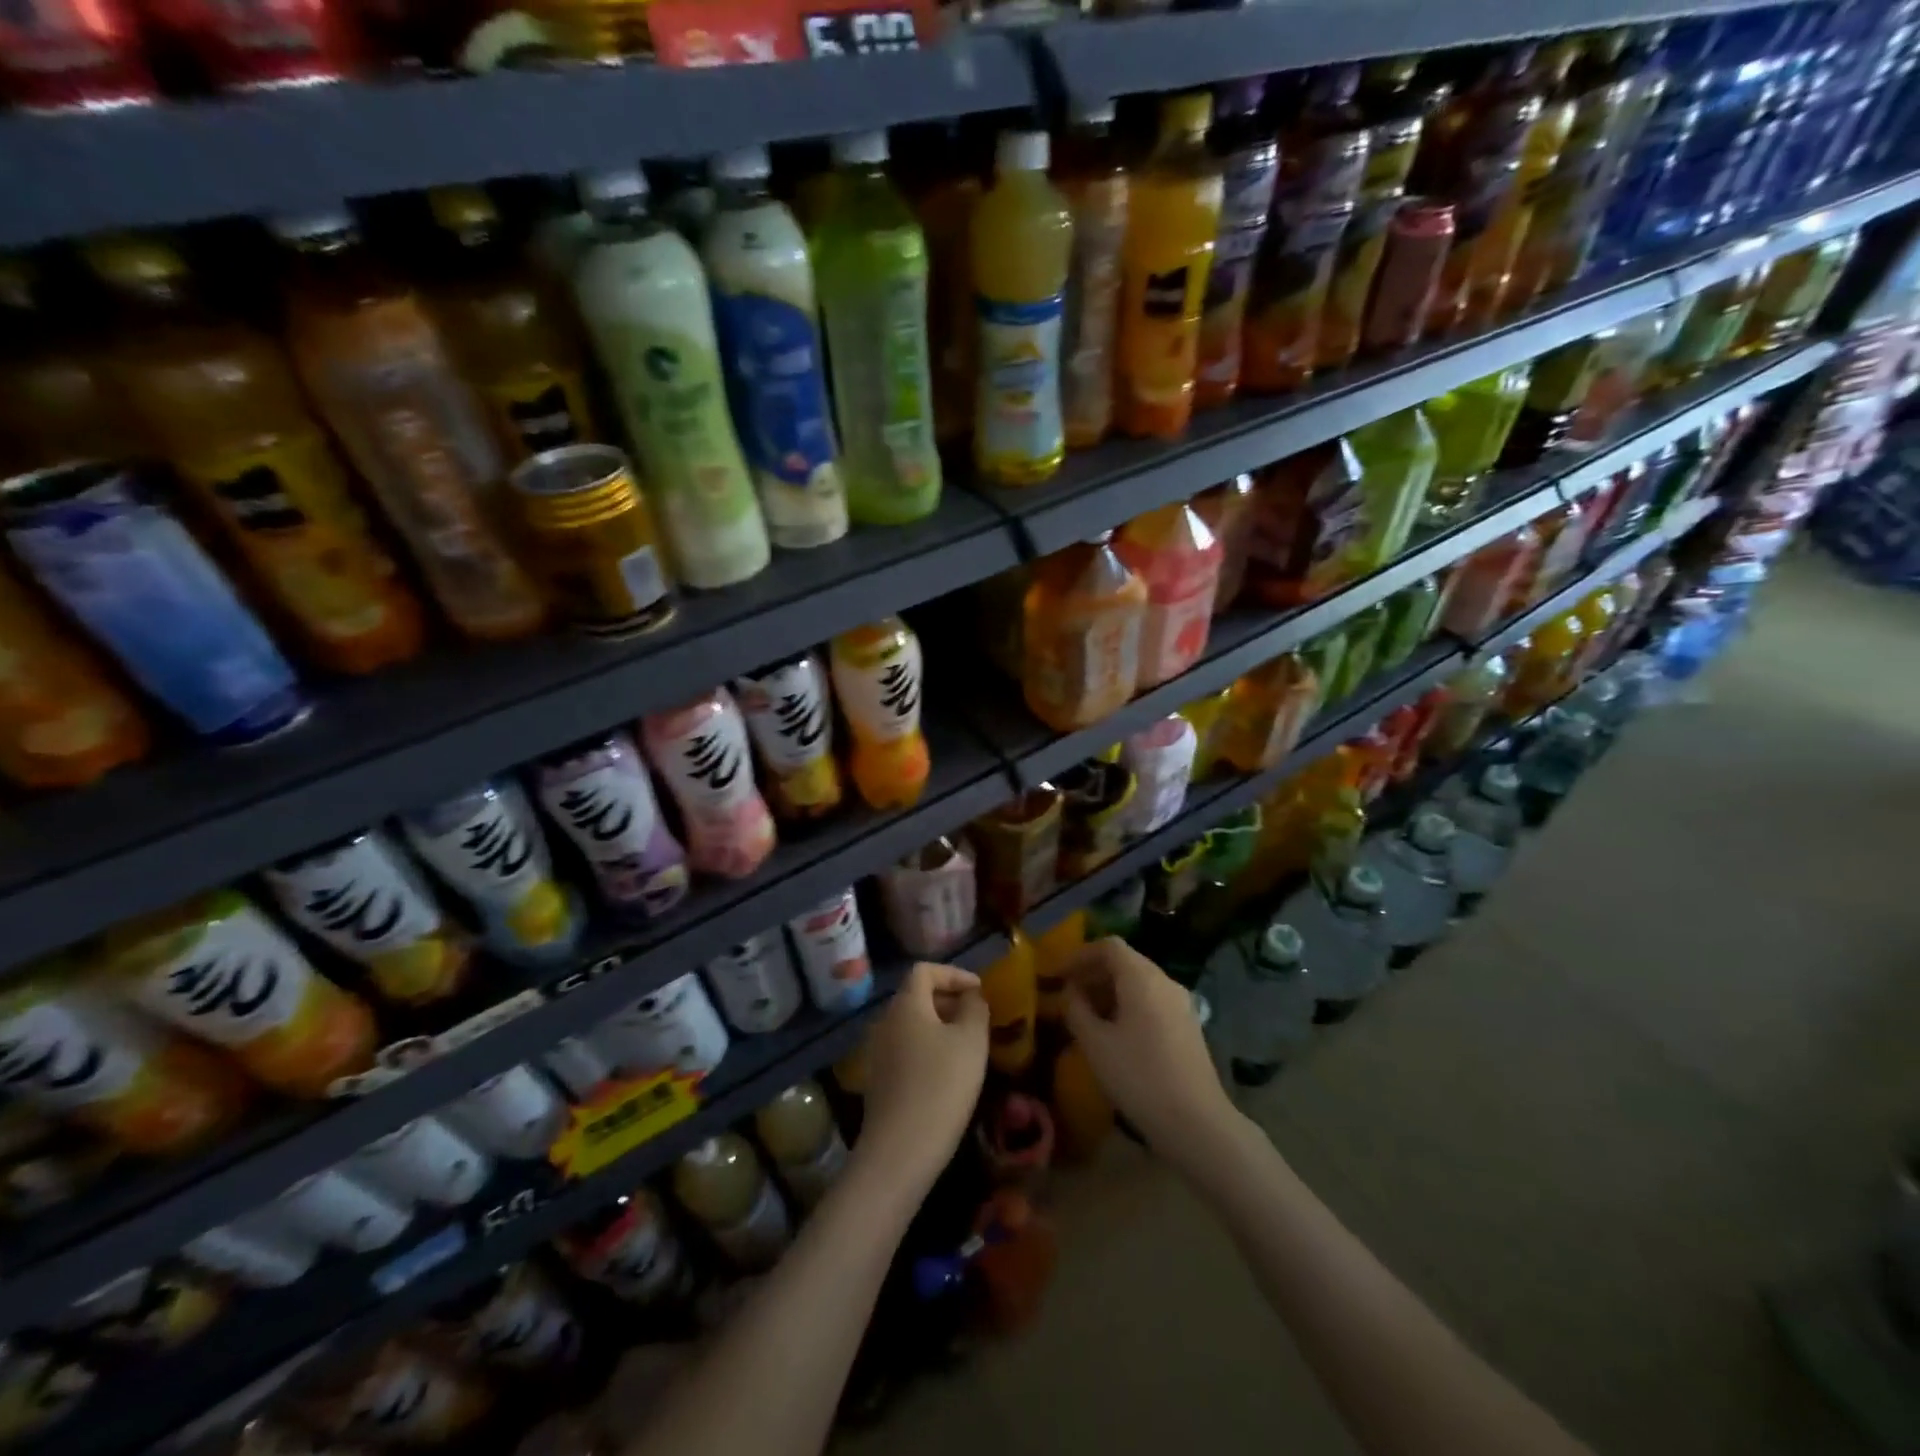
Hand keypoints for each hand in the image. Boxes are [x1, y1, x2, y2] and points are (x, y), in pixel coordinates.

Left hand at [855, 962, 988, 1193]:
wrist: (900, 1149)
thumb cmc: (941, 1085)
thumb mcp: (971, 1040)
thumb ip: (975, 1008)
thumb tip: (971, 995)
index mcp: (905, 1004)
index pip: (925, 970)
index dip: (954, 973)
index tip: (979, 991)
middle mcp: (885, 1021)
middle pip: (916, 996)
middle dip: (949, 1000)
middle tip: (977, 1017)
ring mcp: (878, 1052)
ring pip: (912, 1024)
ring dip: (940, 1026)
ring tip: (968, 1046)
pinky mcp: (879, 1079)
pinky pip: (906, 1048)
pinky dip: (928, 1048)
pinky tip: (948, 1073)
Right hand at [1063, 938, 1239, 1166]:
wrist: (1197, 1124)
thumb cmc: (1140, 1078)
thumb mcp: (1095, 1044)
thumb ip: (1076, 1010)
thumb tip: (1070, 992)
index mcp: (1142, 978)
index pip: (1109, 946)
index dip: (1079, 955)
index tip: (1057, 975)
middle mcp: (1165, 982)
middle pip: (1125, 961)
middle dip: (1093, 974)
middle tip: (1067, 996)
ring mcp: (1181, 1004)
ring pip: (1139, 982)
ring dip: (1109, 991)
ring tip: (1086, 1016)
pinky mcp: (1188, 1026)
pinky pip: (1152, 1001)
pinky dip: (1128, 1005)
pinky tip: (1114, 1034)